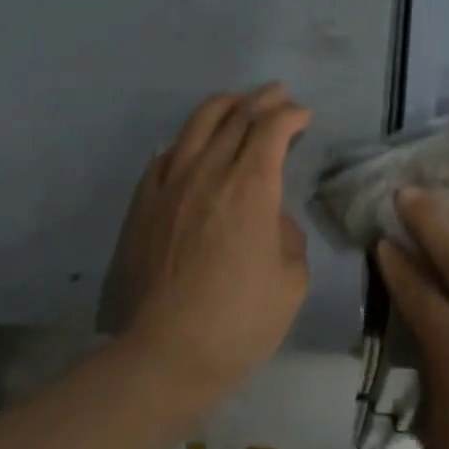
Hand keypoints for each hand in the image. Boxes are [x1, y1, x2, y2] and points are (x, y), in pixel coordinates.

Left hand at [103, 84, 311, 414]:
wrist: (165, 354)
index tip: (304, 117)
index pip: (272, 129)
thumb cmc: (240, 321)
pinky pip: (165, 155)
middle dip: (262, 100)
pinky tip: (193, 144)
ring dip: (223, 106)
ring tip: (238, 102)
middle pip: (236, 117)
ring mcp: (170, 185)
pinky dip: (187, 140)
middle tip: (279, 95)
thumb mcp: (292, 281)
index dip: (292, 115)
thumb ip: (287, 236)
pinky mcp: (144, 204)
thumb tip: (271, 218)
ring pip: (196, 125)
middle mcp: (209, 172)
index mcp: (251, 187)